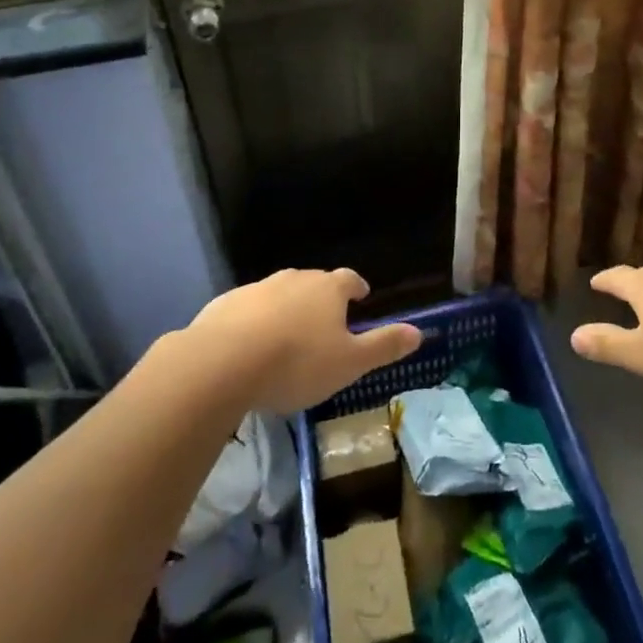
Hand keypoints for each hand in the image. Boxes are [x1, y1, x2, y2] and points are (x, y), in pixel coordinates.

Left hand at [189, 267, 421, 413]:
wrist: (223, 362)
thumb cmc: (297, 362)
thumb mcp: (349, 363)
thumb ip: (383, 346)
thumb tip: (419, 332)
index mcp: (328, 289)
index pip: (349, 279)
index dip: (357, 288)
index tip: (361, 296)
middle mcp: (294, 279)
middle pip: (314, 283)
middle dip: (321, 299)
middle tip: (325, 321)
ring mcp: (257, 288)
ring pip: (279, 294)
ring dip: (286, 310)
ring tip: (288, 337)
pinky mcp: (225, 304)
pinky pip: (247, 310)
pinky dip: (254, 322)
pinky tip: (250, 346)